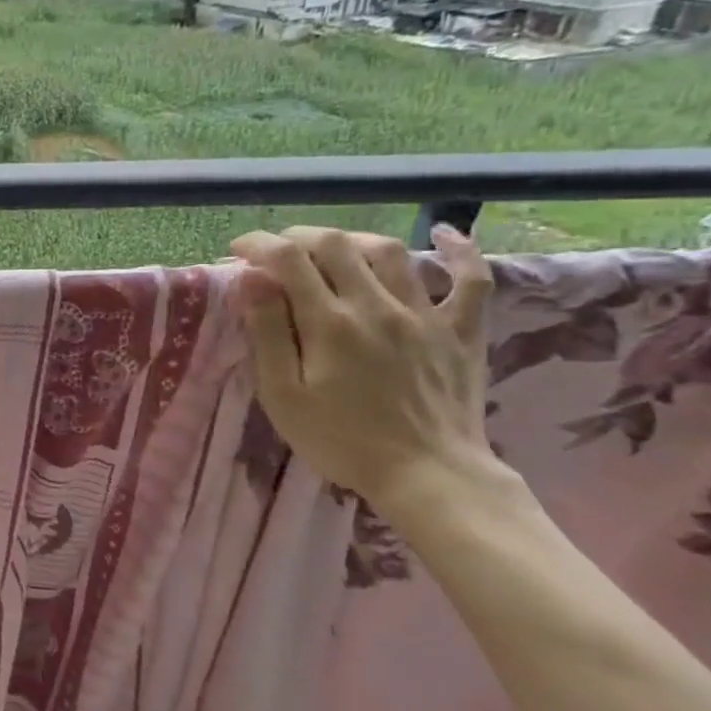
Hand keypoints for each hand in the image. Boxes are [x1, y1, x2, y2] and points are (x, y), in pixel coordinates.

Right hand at [230, 224, 495, 512]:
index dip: (257, 244)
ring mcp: (424, 314)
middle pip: (335, 243)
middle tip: (277, 252)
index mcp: (328, 323)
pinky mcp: (461, 330)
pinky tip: (445, 234)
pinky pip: (472, 279)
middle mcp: (376, 305)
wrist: (428, 476)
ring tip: (332, 250)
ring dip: (353, 240)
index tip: (238, 251)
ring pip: (389, 251)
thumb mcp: (283, 394)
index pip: (286, 258)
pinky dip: (461, 251)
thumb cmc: (341, 440)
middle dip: (298, 237)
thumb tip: (251, 278)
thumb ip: (267, 331)